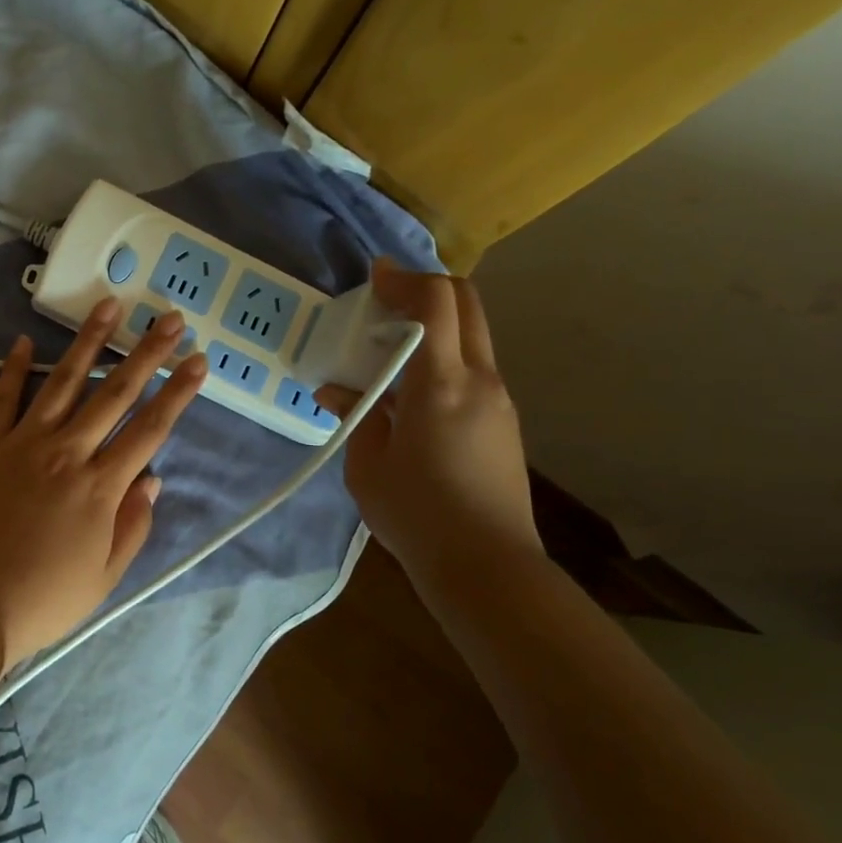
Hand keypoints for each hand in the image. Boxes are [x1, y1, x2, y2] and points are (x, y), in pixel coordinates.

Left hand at [0, 298, 208, 680]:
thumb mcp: (105, 576)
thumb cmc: (43, 600)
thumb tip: (152, 479)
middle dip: (147, 352)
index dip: (178, 393)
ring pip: (63, 382)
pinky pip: (2, 398)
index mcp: (101, 486)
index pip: (150, 429)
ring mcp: (23, 443)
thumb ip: (133, 525)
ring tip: (108, 305)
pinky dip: (13, 368)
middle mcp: (68, 452)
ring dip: (89, 341)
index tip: (198, 361)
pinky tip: (22, 340)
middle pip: (115, 393)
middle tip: (170, 318)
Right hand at [317, 263, 540, 592]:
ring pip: (472, 335)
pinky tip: (409, 392)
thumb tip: (338, 390)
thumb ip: (355, 415)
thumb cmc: (416, 515)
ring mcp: (498, 400)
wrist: (487, 567)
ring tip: (388, 351)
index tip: (374, 276)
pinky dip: (443, 357)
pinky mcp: (503, 421)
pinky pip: (473, 368)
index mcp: (441, 385)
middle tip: (385, 300)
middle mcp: (479, 380)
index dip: (404, 279)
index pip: (435, 303)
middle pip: (466, 303)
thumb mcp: (367, 466)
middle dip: (426, 288)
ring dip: (434, 325)